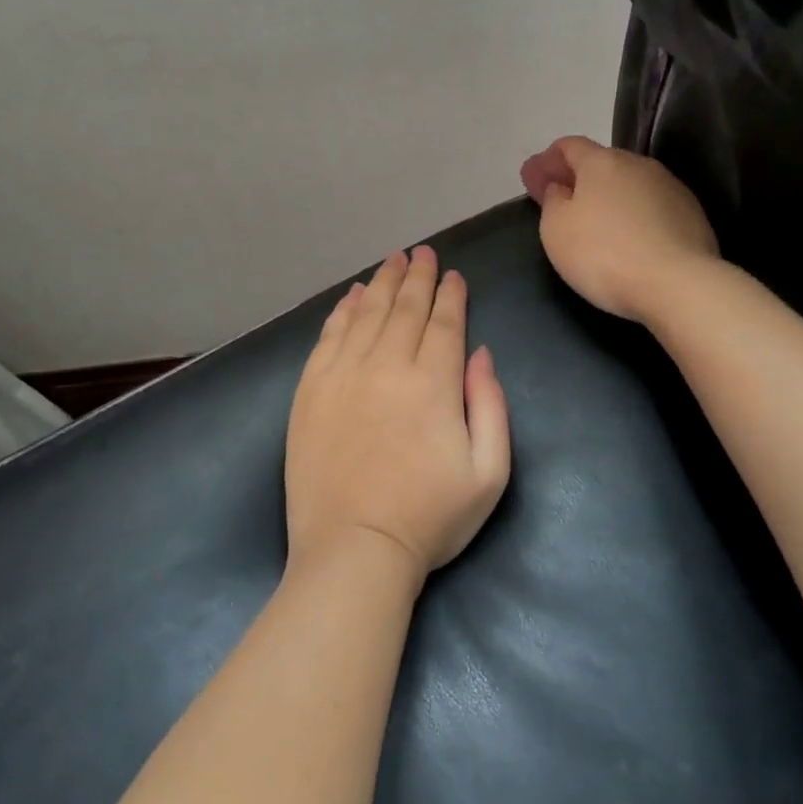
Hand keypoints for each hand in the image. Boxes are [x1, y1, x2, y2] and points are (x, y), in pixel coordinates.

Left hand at [285, 247, 512, 584]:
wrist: (354, 551)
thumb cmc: (430, 518)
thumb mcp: (489, 472)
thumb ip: (490, 404)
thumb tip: (479, 353)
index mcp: (434, 383)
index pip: (445, 322)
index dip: (451, 295)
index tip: (454, 274)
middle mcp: (387, 365)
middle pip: (406, 308)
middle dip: (419, 276)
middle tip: (424, 252)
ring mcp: (343, 375)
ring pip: (368, 313)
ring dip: (384, 283)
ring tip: (394, 260)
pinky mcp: (311, 390)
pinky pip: (329, 335)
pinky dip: (343, 309)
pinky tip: (353, 294)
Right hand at [520, 136, 719, 322]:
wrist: (678, 284)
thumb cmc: (604, 254)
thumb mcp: (556, 229)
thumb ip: (552, 201)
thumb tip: (561, 187)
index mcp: (602, 162)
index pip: (569, 146)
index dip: (548, 160)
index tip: (534, 177)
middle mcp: (638, 165)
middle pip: (602, 163)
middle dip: (579, 177)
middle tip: (562, 199)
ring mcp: (670, 187)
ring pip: (630, 184)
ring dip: (610, 196)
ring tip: (598, 221)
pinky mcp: (692, 214)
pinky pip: (653, 207)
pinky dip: (635, 215)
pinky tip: (630, 238)